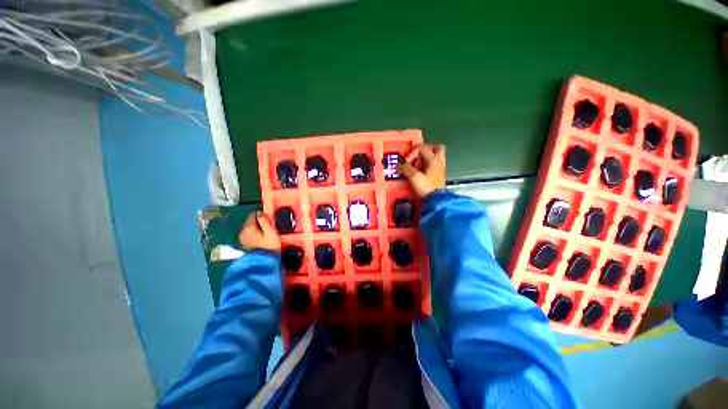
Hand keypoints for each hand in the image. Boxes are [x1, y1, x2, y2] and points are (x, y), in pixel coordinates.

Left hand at [239, 211, 281, 252]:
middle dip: (259, 222)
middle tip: (270, 226)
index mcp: (248, 228)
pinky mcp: (245, 245)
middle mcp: (242, 232)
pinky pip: (250, 235)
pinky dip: (255, 234)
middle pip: (250, 222)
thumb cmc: (269, 245)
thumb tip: (260, 213)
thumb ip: (264, 221)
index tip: (270, 220)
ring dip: (257, 228)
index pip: (253, 215)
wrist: (264, 263)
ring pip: (250, 228)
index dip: (262, 215)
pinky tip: (262, 239)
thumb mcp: (270, 231)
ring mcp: (243, 239)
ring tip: (267, 233)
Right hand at [397, 144, 445, 197]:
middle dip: (425, 150)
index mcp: (434, 159)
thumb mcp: (414, 177)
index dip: (411, 154)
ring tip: (416, 165)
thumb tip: (398, 165)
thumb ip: (406, 169)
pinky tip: (419, 172)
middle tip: (416, 156)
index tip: (406, 163)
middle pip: (436, 148)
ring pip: (435, 156)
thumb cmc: (426, 187)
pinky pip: (433, 164)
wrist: (436, 201)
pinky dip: (426, 165)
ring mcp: (440, 168)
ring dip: (425, 158)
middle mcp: (438, 161)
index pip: (422, 148)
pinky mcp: (438, 175)